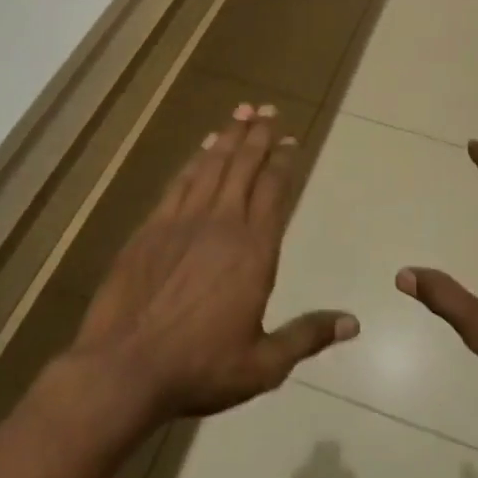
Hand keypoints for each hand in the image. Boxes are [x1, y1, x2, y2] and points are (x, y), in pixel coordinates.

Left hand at [74, 104, 357, 421]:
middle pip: (243, 166)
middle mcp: (221, 224)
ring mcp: (182, 222)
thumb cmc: (200, 367)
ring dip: (228, 137)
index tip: (290, 140)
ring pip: (211, 166)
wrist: (124, 368)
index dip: (283, 161)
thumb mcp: (263, 364)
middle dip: (257, 135)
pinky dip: (193, 161)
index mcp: (254, 249)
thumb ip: (308, 336)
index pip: (273, 191)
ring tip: (240, 113)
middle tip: (267, 109)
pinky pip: (178, 183)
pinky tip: (200, 150)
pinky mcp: (150, 229)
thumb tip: (352, 322)